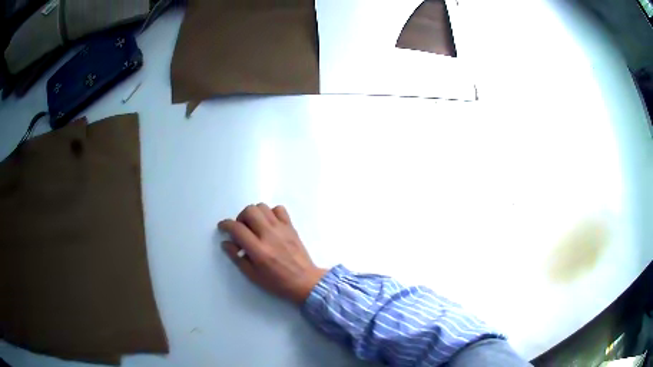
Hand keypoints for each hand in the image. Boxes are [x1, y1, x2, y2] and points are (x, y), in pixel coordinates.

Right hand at [218, 204, 326, 304]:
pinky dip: (271, 213)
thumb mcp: (253, 275)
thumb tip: (226, 242)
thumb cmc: (277, 282)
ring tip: (254, 226)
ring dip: (254, 213)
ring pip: (263, 207)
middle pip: (249, 211)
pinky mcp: (291, 227)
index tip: (222, 227)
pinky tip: (269, 224)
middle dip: (240, 217)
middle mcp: (269, 235)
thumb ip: (237, 257)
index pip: (237, 228)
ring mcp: (281, 229)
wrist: (305, 281)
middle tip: (241, 229)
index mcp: (258, 250)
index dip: (225, 225)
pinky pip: (279, 209)